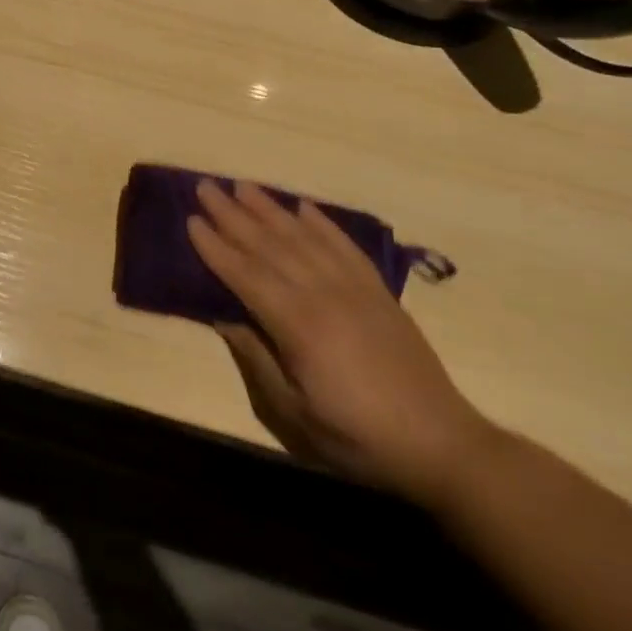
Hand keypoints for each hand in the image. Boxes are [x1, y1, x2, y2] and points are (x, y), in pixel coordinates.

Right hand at [188, 179, 495, 505]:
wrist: (441, 444)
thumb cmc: (356, 435)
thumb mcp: (293, 412)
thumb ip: (256, 360)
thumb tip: (222, 317)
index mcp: (298, 325)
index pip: (245, 274)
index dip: (215, 247)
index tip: (190, 219)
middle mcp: (324, 295)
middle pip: (270, 245)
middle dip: (233, 215)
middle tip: (206, 187)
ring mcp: (356, 289)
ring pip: (304, 238)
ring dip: (270, 209)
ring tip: (242, 186)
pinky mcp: (379, 292)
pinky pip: (345, 246)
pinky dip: (322, 223)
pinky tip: (303, 207)